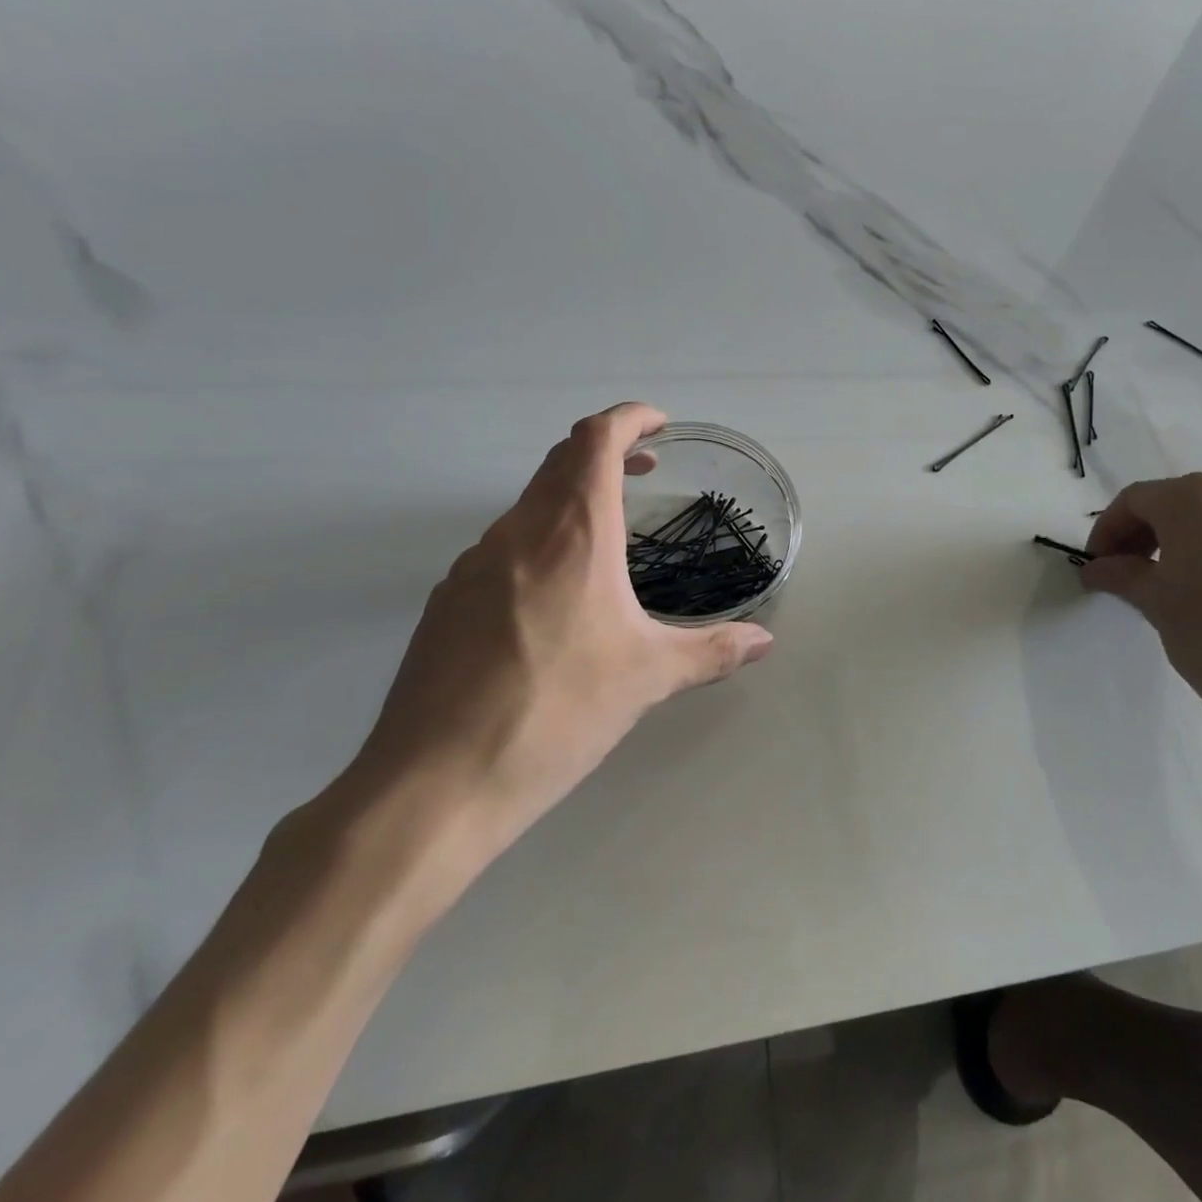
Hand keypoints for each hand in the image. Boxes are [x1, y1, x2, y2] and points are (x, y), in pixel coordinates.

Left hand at [338, 403, 773, 864]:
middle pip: (559, 461)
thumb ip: (712, 651)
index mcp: (573, 533)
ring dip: (571, 498)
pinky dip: (539, 540)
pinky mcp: (447, 601)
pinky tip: (555, 597)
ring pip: (528, 504)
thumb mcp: (648, 678)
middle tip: (643, 469)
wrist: (437, 781)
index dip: (628, 419)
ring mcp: (473, 564)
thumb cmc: (558, 711)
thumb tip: (764, 642)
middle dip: (605, 452)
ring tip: (608, 537)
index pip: (595, 440)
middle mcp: (518, 532)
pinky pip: (502, 547)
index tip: (658, 425)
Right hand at [1081, 474, 1201, 798]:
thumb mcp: (1156, 604)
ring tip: (1189, 585)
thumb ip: (1122, 575)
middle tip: (1135, 573)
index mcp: (1196, 498)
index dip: (1108, 530)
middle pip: (1184, 503)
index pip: (1136, 501)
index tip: (1099, 564)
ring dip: (1198, 542)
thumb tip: (1099, 569)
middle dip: (1152, 534)